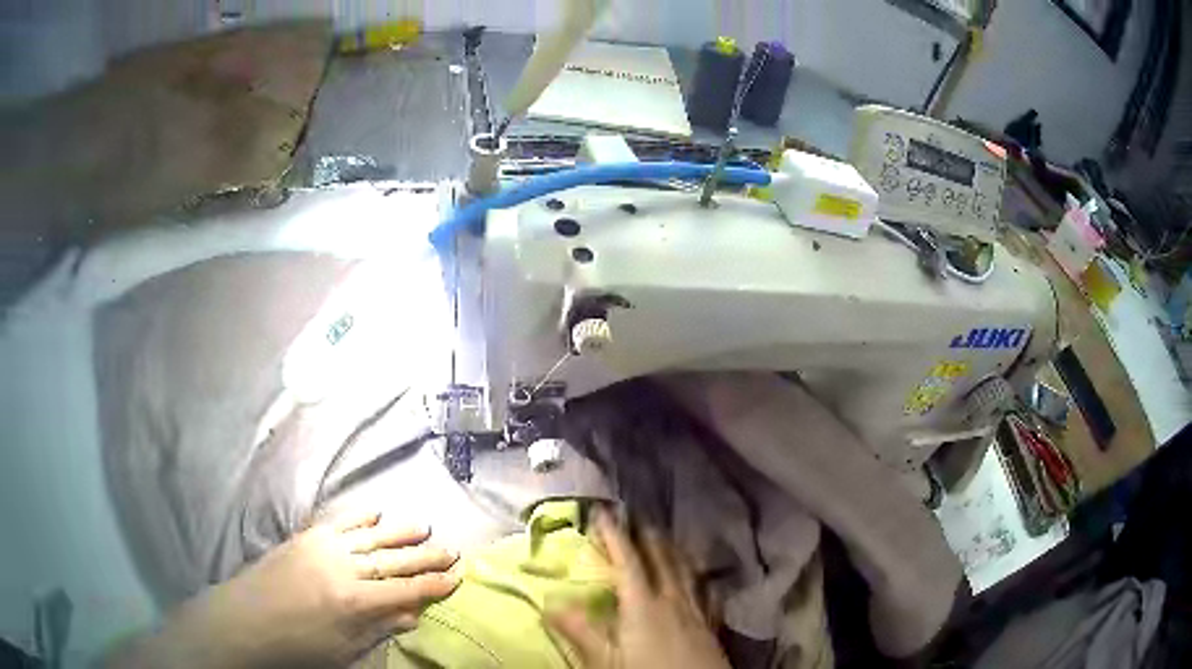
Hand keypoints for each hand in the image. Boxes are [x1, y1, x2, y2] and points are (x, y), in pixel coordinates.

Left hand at [108, 511, 459, 667]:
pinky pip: (340, 522)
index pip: (405, 590)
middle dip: (424, 556)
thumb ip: (378, 628)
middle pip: (392, 559)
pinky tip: (377, 513)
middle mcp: (342, 567)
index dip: (433, 585)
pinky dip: (361, 517)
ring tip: (425, 526)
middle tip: (451, 549)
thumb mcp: (343, 650)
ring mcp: (321, 547)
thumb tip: (412, 615)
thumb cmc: (297, 646)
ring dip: (399, 532)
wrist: (245, 620)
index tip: (457, 577)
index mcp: (353, 601)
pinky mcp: (305, 537)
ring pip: (370, 536)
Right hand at [548, 512, 730, 668]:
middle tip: (637, 518)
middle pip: (661, 559)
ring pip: (687, 571)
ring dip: (674, 551)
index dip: (614, 535)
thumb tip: (549, 602)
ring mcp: (697, 610)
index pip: (627, 561)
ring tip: (667, 538)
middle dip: (647, 536)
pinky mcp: (712, 625)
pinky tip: (703, 579)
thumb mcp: (604, 660)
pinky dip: (701, 578)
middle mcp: (673, 599)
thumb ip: (579, 630)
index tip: (603, 512)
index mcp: (643, 604)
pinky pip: (707, 592)